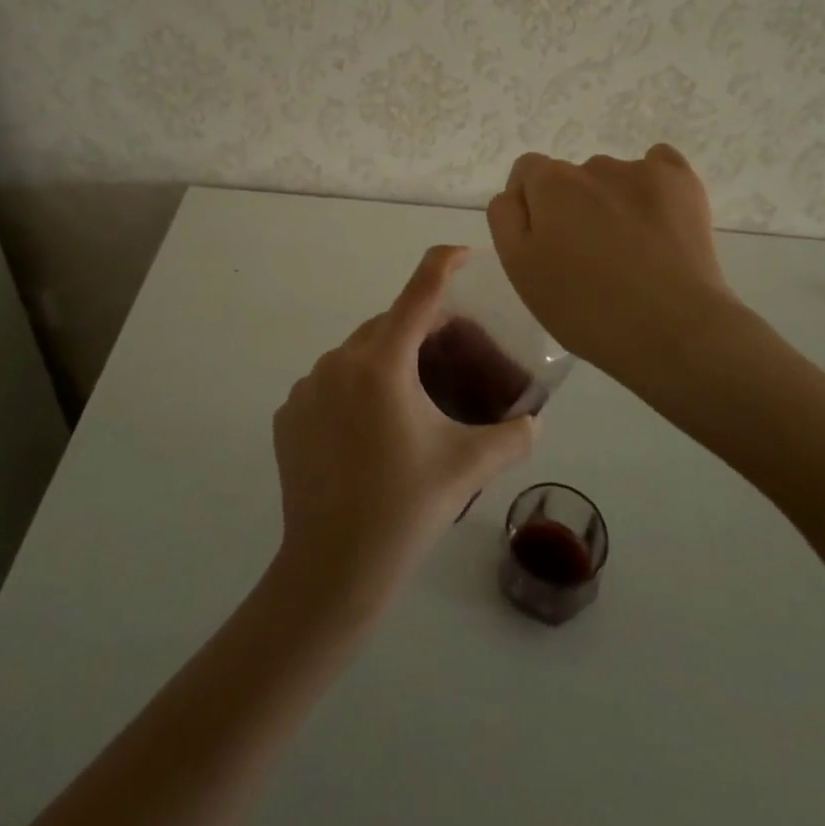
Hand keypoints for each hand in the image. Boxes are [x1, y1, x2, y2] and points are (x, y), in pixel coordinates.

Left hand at [271, 245, 537, 604]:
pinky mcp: (289, 413)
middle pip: (390, 325)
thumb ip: (513, 435)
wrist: (331, 571)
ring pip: (359, 353)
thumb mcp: (468, 467)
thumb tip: (535, 420)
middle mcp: (339, 361)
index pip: (419, 292)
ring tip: (413, 402)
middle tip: (452, 358)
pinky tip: (370, 430)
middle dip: (423, 330)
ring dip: (388, 361)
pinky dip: (355, 388)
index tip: (465, 253)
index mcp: (382, 364)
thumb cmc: (404, 511)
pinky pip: (331, 382)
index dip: (444, 264)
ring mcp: (307, 386)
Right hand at [486, 144, 740, 371]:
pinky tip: (659, 221)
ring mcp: (642, 171)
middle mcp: (593, 165)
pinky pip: (659, 165)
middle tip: (588, 259)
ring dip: (611, 203)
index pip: (527, 171)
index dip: (531, 205)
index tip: (545, 244)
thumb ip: (506, 218)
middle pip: (571, 179)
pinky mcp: (682, 182)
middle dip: (573, 207)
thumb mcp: (519, 270)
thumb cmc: (585, 308)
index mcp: (550, 184)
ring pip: (613, 179)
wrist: (674, 329)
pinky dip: (653, 187)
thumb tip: (516, 193)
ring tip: (631, 253)